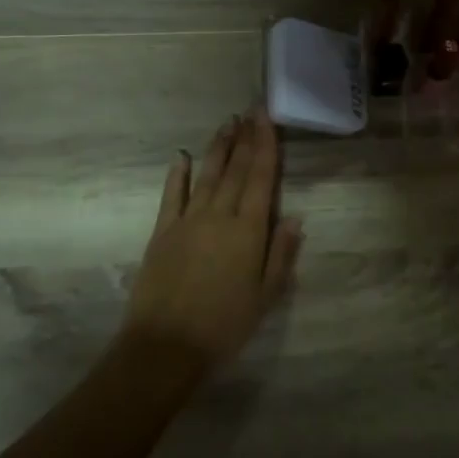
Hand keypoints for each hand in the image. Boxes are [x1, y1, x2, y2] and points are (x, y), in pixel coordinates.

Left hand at [123, 110, 302, 370]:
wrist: (166, 346)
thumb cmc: (225, 325)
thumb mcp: (266, 296)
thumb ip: (281, 253)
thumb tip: (296, 217)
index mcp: (248, 230)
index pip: (261, 178)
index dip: (265, 145)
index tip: (267, 118)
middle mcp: (219, 215)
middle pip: (236, 169)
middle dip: (245, 137)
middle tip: (251, 110)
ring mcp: (187, 220)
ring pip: (207, 175)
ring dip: (218, 147)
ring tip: (227, 123)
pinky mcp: (162, 232)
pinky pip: (172, 195)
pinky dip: (178, 174)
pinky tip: (182, 156)